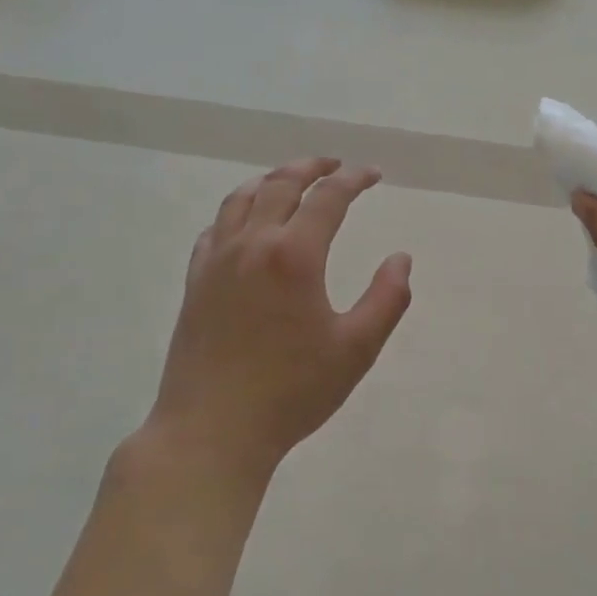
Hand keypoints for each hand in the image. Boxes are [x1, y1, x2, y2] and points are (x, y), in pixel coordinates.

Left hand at [149, 158, 412, 479]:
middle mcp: (252, 245)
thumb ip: (387, 299)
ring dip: (271, 180)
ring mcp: (217, 262)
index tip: (373, 174)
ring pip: (241, 199)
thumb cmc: (292, 391)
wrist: (212, 431)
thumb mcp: (357, 349)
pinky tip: (245, 221)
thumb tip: (401, 258)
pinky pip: (215, 228)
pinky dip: (236, 210)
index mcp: (295, 256)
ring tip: (291, 179)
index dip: (354, 179)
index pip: (328, 197)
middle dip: (312, 167)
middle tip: (335, 165)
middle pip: (280, 185)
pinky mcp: (195, 283)